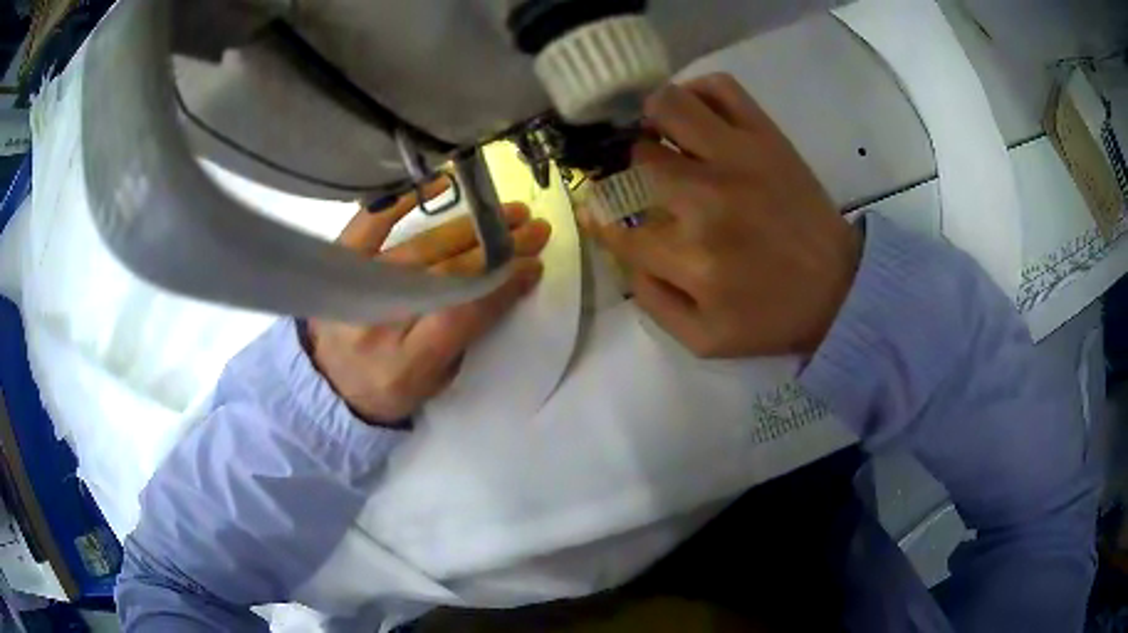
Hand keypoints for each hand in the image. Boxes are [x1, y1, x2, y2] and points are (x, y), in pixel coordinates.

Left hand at [308, 181, 550, 425]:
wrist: (326, 384)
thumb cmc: (387, 388)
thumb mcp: (433, 384)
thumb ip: (463, 339)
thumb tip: (500, 284)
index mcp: (404, 363)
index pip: (460, 313)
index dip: (500, 286)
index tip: (532, 265)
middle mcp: (378, 321)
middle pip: (445, 275)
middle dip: (495, 250)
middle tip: (533, 231)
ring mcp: (355, 287)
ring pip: (421, 247)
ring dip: (469, 226)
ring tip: (507, 213)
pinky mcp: (339, 262)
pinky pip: (372, 222)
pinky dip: (404, 200)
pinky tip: (442, 184)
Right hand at [582, 74, 861, 357]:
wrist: (840, 289)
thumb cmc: (772, 317)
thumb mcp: (702, 338)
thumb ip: (650, 299)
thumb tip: (622, 250)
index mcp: (690, 257)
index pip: (619, 224)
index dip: (603, 218)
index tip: (603, 213)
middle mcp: (707, 197)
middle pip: (639, 157)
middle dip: (630, 169)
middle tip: (643, 178)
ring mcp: (739, 157)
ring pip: (669, 106)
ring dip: (652, 118)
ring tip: (660, 134)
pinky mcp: (767, 136)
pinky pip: (720, 88)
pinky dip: (697, 91)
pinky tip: (695, 114)